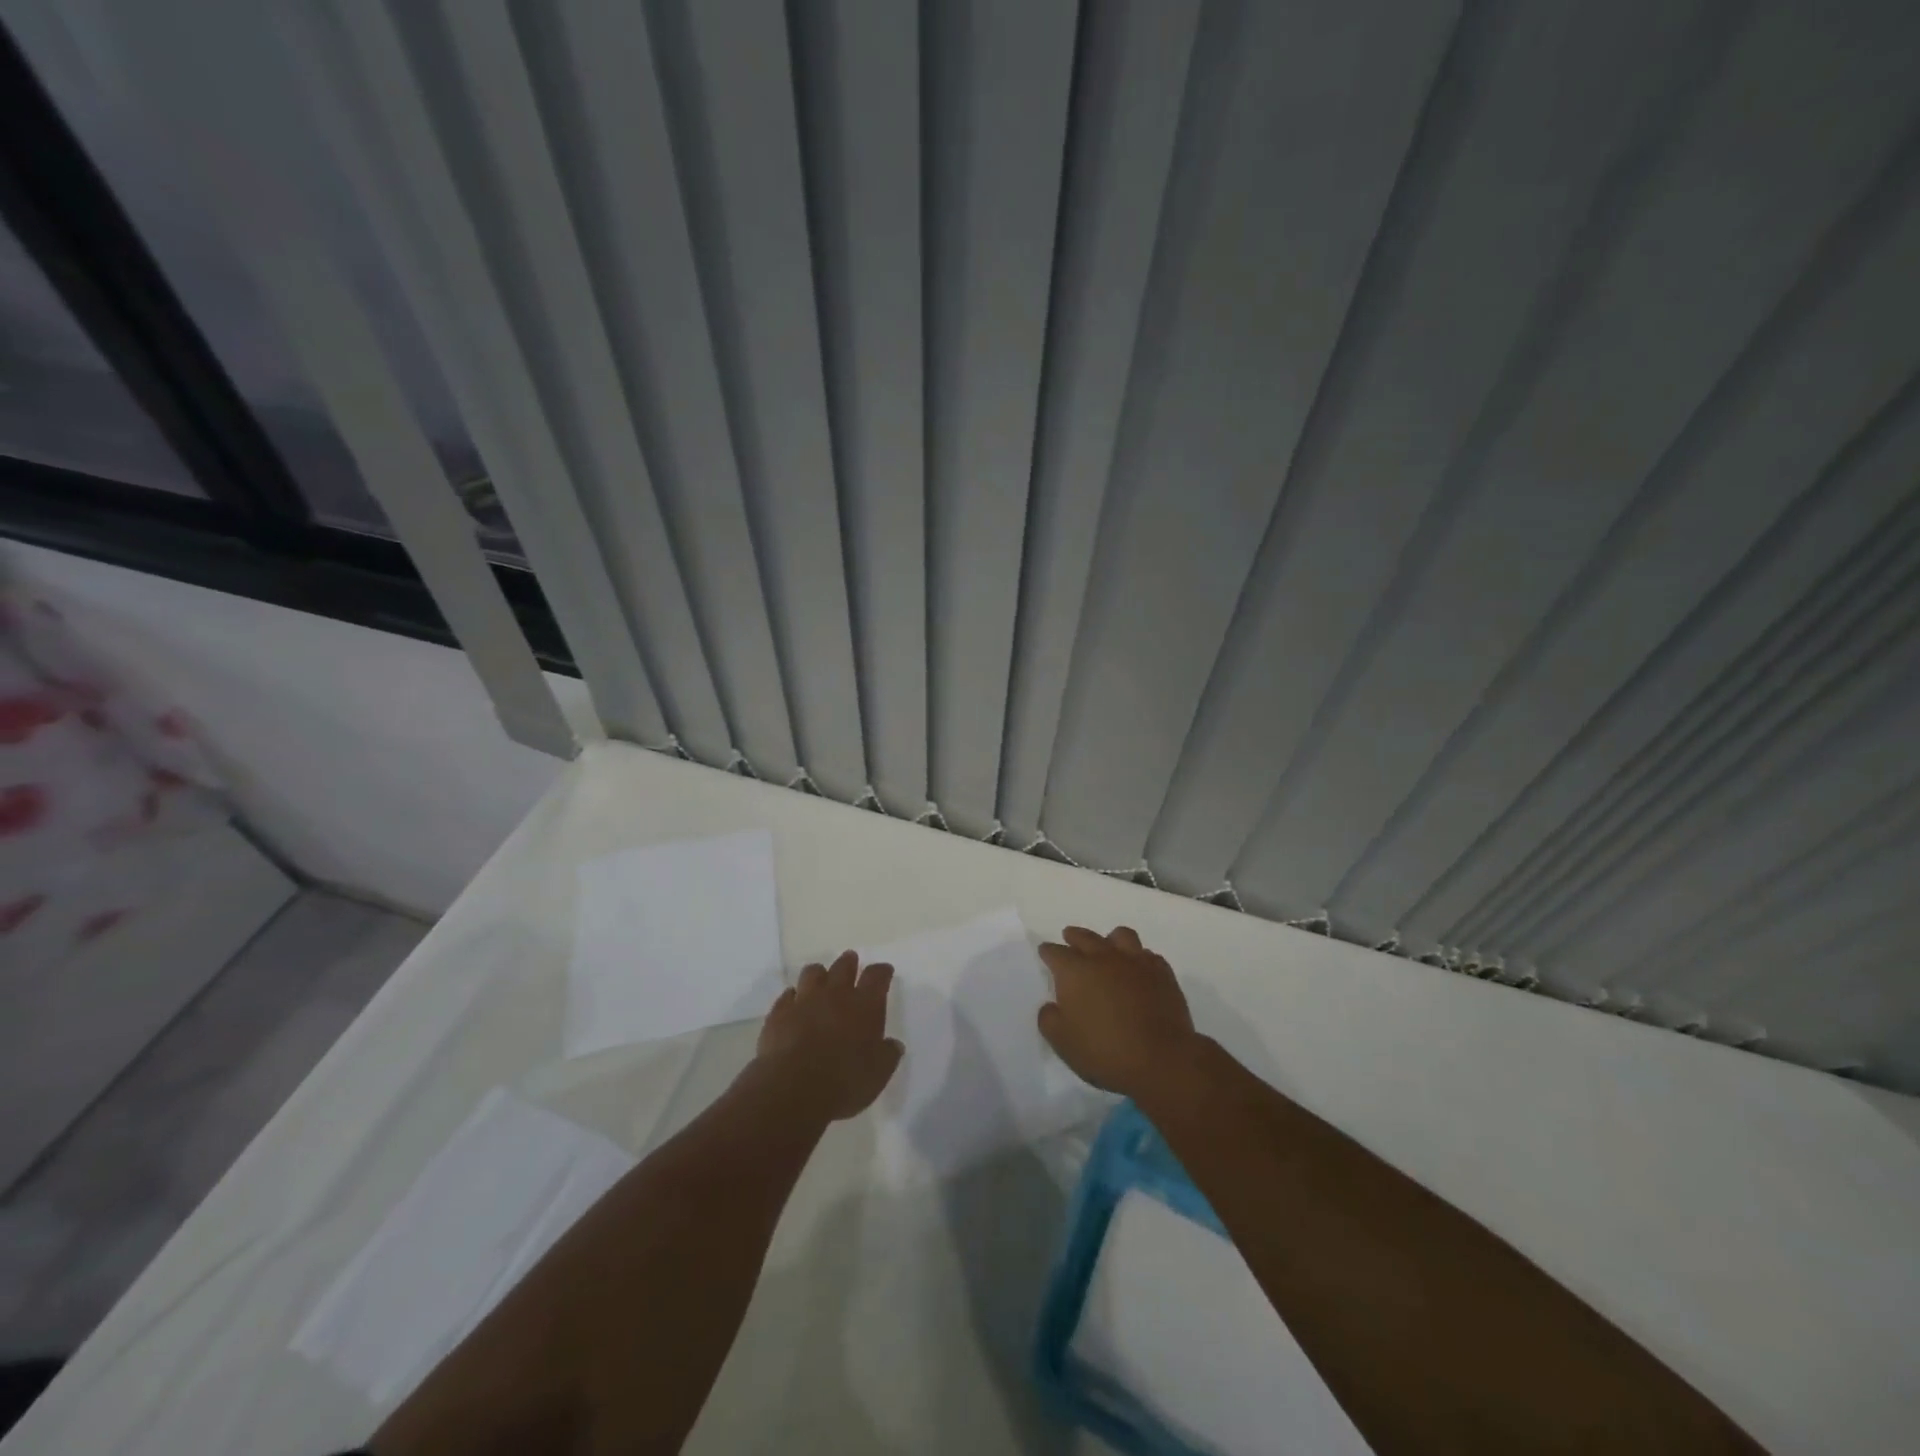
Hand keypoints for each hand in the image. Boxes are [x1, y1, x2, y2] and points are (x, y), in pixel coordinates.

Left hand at [756, 950, 903, 1120]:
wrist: (794, 1088)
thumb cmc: (845, 1081)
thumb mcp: (878, 1074)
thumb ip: (888, 1055)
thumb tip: (893, 1045)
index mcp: (865, 1005)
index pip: (877, 976)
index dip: (882, 972)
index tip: (885, 971)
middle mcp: (835, 994)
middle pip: (843, 967)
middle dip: (849, 963)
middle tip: (851, 961)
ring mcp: (804, 1001)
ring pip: (812, 973)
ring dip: (819, 974)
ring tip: (821, 980)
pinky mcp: (779, 1013)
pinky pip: (787, 996)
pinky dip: (793, 997)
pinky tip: (794, 1004)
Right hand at [1037, 926, 1198, 1098]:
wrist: (1161, 1059)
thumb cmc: (1105, 1051)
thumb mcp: (1062, 1042)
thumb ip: (1049, 1019)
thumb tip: (1051, 1006)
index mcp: (1075, 971)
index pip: (1055, 952)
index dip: (1048, 952)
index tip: (1045, 952)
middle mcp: (1104, 958)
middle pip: (1085, 937)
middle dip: (1074, 936)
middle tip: (1070, 938)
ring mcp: (1136, 962)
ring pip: (1121, 936)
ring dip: (1110, 940)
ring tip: (1108, 949)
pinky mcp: (1162, 973)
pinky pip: (1147, 955)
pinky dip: (1139, 959)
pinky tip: (1138, 970)